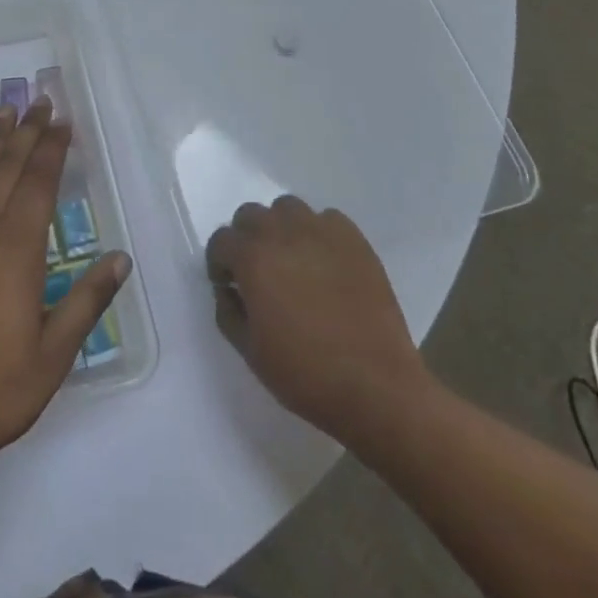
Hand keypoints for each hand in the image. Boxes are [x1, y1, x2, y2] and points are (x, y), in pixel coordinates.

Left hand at [0, 99, 130, 470]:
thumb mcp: (53, 355)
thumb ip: (87, 302)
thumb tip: (120, 259)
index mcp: (15, 249)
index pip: (38, 183)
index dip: (52, 149)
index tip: (63, 122)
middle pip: (5, 166)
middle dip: (25, 132)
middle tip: (38, 101)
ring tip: (5, 114)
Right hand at [206, 196, 432, 455]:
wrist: (377, 389)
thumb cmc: (306, 375)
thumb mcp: (250, 352)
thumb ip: (228, 312)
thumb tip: (228, 290)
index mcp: (252, 258)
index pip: (221, 240)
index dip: (220, 263)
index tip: (230, 285)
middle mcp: (282, 233)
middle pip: (250, 215)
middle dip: (246, 239)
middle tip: (258, 271)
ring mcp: (321, 231)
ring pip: (287, 208)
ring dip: (281, 228)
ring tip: (292, 260)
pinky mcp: (354, 240)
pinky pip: (327, 220)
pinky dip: (318, 233)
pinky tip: (325, 262)